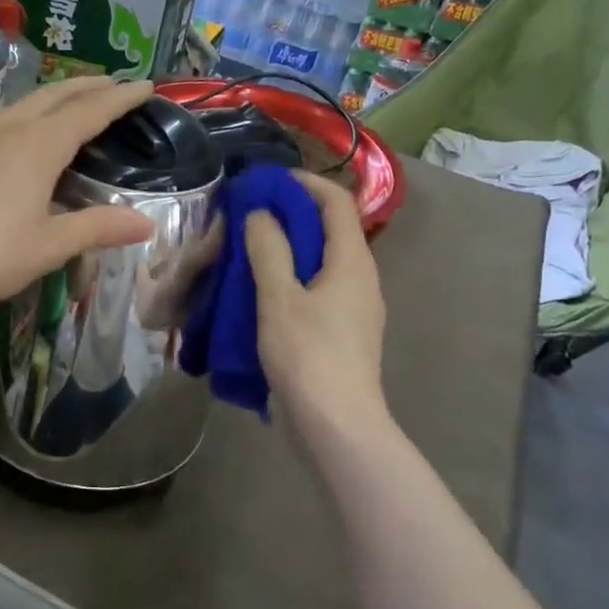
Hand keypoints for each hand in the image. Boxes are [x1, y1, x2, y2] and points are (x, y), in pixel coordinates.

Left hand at [0, 77, 157, 319]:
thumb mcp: (49, 246)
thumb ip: (99, 228)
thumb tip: (147, 224)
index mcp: (38, 145)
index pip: (90, 111)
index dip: (120, 98)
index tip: (145, 85)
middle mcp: (6, 127)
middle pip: (55, 95)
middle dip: (89, 86)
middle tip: (115, 84)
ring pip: (22, 103)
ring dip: (54, 98)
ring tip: (70, 104)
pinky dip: (23, 115)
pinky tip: (16, 134)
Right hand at [244, 172, 385, 428]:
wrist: (336, 427)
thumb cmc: (308, 356)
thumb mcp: (279, 297)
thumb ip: (269, 249)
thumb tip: (262, 212)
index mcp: (352, 262)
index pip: (337, 202)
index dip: (305, 183)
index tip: (267, 182)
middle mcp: (360, 279)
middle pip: (330, 231)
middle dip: (291, 216)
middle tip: (249, 216)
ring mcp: (354, 310)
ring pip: (321, 263)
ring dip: (288, 250)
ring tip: (248, 251)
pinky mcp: (341, 334)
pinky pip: (316, 291)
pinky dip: (290, 280)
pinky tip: (260, 294)